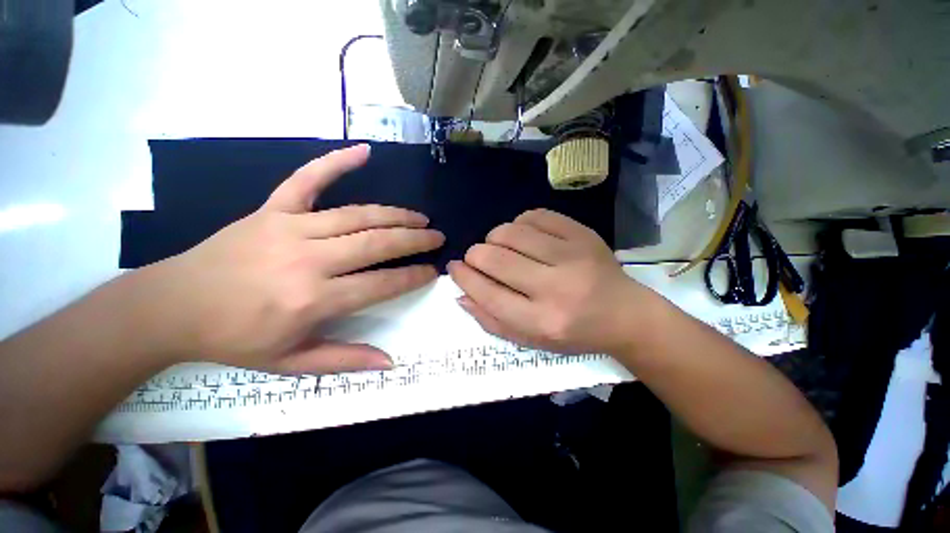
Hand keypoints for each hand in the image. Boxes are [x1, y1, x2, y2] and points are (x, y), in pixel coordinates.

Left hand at [144, 145, 443, 373]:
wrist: (173, 306)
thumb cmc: (235, 339)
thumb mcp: (291, 362)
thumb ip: (345, 359)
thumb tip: (390, 363)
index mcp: (312, 300)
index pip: (381, 285)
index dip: (412, 277)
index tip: (432, 271)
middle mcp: (308, 260)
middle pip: (376, 243)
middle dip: (414, 240)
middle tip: (437, 237)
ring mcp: (290, 228)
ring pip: (357, 215)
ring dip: (395, 215)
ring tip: (419, 217)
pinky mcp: (272, 209)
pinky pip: (308, 179)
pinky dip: (336, 162)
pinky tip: (363, 150)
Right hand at [448, 209, 660, 354]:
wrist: (625, 315)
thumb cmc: (574, 333)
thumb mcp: (531, 340)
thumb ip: (493, 321)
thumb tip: (461, 294)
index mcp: (542, 321)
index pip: (489, 294)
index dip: (464, 277)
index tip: (454, 267)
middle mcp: (556, 288)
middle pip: (496, 259)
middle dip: (475, 254)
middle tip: (475, 257)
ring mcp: (572, 255)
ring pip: (512, 232)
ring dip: (494, 237)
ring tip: (498, 245)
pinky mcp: (582, 234)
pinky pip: (536, 215)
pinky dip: (520, 222)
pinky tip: (522, 234)